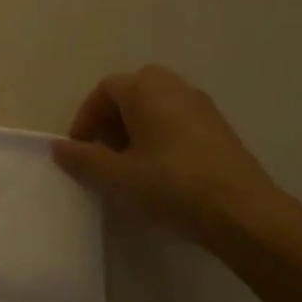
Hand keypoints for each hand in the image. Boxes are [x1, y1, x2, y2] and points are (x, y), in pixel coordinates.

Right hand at [51, 65, 283, 241]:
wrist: (244, 213)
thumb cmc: (172, 185)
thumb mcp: (117, 176)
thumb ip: (83, 159)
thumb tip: (58, 147)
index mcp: (146, 89)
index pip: (104, 90)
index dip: (85, 118)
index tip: (80, 150)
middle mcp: (175, 88)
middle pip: (132, 92)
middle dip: (112, 119)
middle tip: (104, 152)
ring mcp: (202, 107)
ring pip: (157, 107)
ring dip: (136, 129)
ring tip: (129, 166)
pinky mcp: (219, 130)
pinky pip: (178, 122)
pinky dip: (160, 138)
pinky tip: (160, 173)